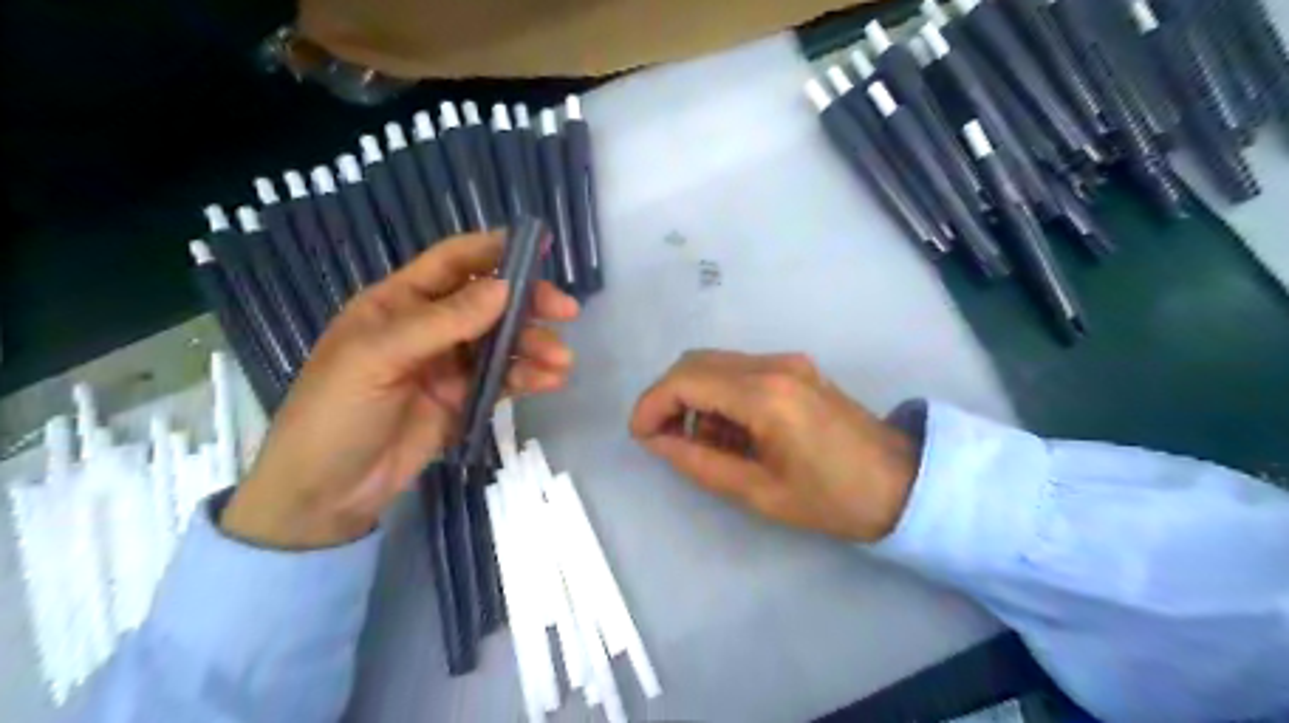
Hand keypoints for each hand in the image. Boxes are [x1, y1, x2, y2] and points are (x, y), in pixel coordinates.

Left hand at [224, 234, 579, 548]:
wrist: (326, 494)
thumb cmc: (335, 413)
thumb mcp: (378, 358)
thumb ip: (442, 323)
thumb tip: (504, 288)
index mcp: (398, 303)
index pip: (452, 263)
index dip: (494, 250)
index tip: (540, 246)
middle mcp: (429, 327)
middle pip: (489, 302)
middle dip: (529, 304)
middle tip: (566, 312)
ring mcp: (449, 365)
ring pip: (503, 342)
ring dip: (535, 346)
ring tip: (561, 361)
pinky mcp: (465, 399)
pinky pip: (504, 379)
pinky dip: (530, 377)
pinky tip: (551, 380)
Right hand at [633, 352, 914, 540]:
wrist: (901, 482)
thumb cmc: (832, 498)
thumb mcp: (758, 491)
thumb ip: (699, 462)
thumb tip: (657, 440)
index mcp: (765, 395)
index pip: (685, 380)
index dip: (651, 404)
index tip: (639, 435)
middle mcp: (773, 365)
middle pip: (695, 361)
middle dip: (668, 397)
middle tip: (663, 439)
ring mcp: (787, 362)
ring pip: (715, 363)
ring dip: (694, 396)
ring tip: (703, 443)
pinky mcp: (795, 368)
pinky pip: (739, 370)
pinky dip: (719, 394)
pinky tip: (730, 431)